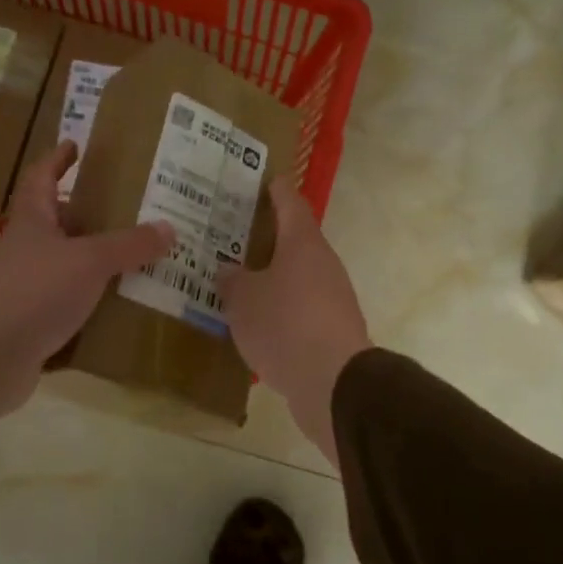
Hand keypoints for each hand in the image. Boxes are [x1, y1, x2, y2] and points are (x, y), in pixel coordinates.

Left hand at [0, 144, 173, 433]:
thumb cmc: (33, 292)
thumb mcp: (88, 261)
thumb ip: (129, 245)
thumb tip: (169, 228)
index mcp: (32, 222)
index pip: (41, 177)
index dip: (57, 160)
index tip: (76, 145)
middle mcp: (27, 250)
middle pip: (58, 223)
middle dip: (90, 213)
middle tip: (132, 208)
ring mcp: (27, 288)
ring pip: (68, 266)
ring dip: (97, 261)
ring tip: (140, 257)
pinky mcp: (33, 323)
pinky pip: (70, 305)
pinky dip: (94, 302)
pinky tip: (123, 305)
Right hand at [216, 178, 371, 468]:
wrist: (333, 382)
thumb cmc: (284, 325)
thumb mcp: (244, 300)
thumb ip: (233, 281)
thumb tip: (229, 270)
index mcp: (303, 244)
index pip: (290, 203)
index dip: (276, 190)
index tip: (265, 181)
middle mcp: (323, 264)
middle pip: (295, 241)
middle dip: (267, 239)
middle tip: (234, 238)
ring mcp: (333, 298)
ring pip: (298, 277)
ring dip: (273, 278)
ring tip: (239, 283)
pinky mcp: (333, 330)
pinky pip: (301, 309)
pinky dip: (281, 309)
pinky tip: (258, 323)